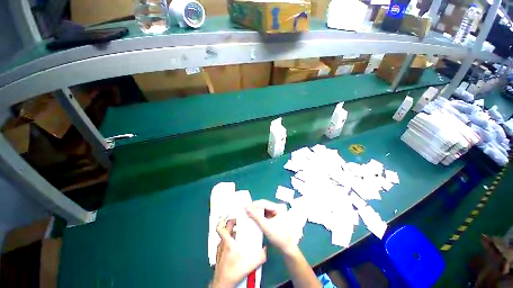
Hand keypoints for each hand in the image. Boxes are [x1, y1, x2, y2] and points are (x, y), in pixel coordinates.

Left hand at [211, 218, 266, 287]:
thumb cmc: (234, 271)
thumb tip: (266, 249)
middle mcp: (222, 244)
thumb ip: (260, 256)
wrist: (223, 284)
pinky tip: (233, 245)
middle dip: (230, 223)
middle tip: (237, 221)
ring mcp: (219, 250)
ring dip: (229, 232)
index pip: (220, 228)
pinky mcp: (218, 256)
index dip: (223, 219)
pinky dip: (227, 241)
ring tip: (237, 232)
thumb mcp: (250, 264)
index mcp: (227, 242)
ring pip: (223, 236)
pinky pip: (222, 244)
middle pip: (223, 229)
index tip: (230, 215)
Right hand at [246, 200, 296, 253]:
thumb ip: (255, 216)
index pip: (264, 203)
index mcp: (278, 207)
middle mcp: (277, 208)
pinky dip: (258, 216)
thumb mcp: (265, 226)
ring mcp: (275, 213)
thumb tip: (246, 207)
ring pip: (263, 210)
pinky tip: (252, 218)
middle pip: (263, 205)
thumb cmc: (278, 236)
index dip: (254, 204)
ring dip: (256, 212)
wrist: (286, 249)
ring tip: (247, 214)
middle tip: (245, 211)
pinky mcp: (273, 218)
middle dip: (254, 208)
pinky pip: (264, 214)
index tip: (245, 207)